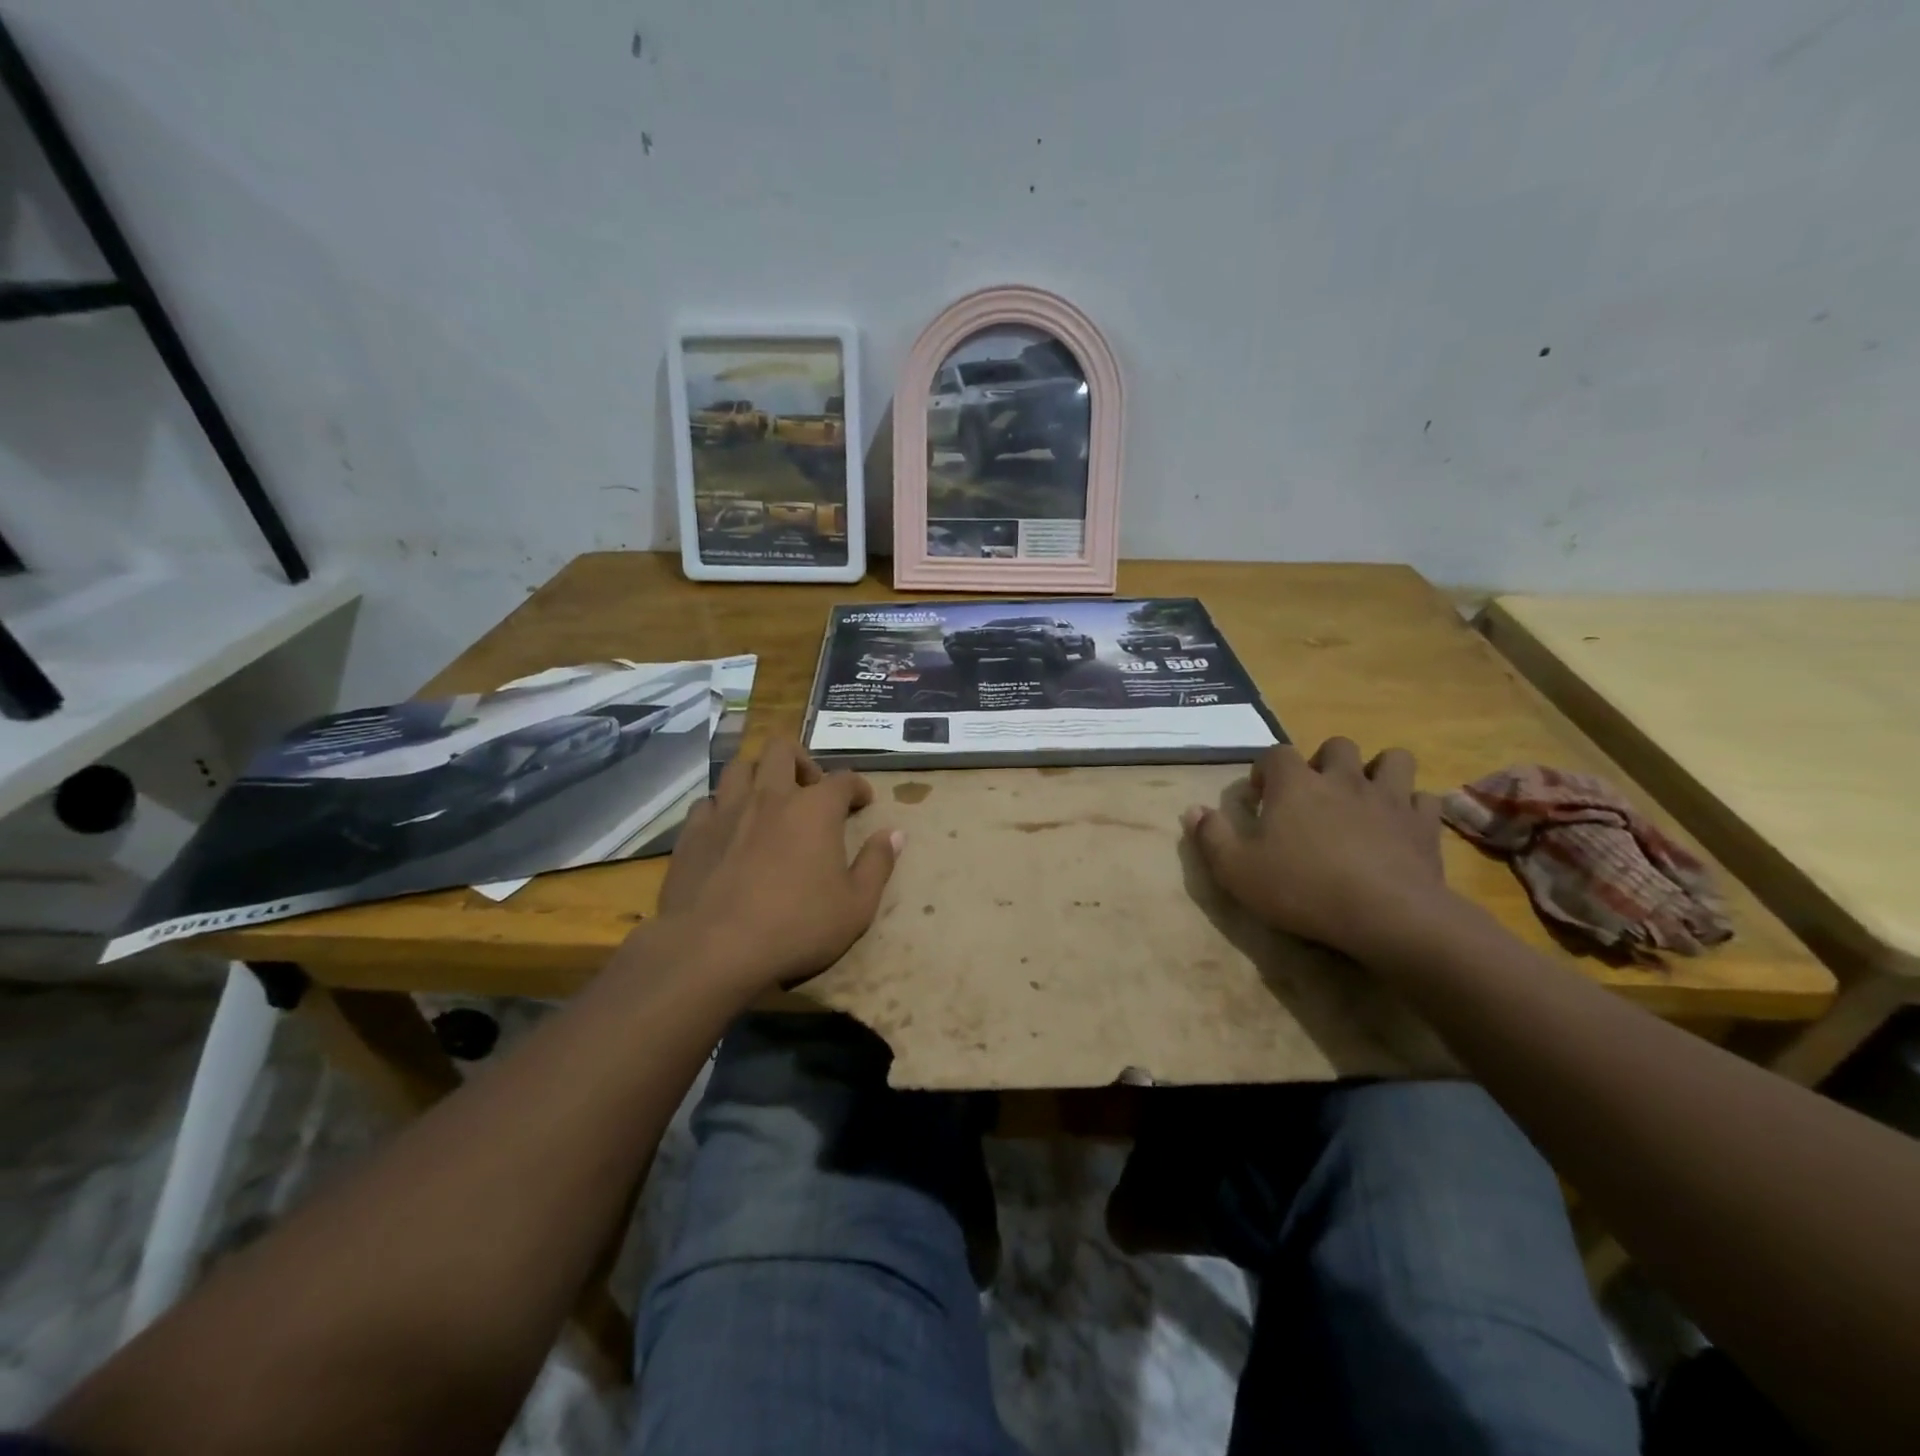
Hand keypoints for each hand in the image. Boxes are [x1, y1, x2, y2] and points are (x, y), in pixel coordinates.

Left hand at [652, 738, 901, 994]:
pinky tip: (728, 829)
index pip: (843, 779)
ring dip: (758, 775)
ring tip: (767, 800)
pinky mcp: (692, 833)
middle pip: (783, 750)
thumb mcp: (856, 906)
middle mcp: (770, 796)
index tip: (862, 801)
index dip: (856, 787)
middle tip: (810, 789)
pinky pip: (707, 802)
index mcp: (815, 809)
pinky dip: (722, 807)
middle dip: (802, 761)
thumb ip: (877, 864)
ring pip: (740, 767)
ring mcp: (726, 811)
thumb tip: (895, 834)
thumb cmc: (796, 927)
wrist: (712, 949)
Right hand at [1181, 738, 1455, 959]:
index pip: (1275, 753)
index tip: (1261, 798)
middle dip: (1324, 762)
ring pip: (1392, 760)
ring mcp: (1388, 798)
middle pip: (1337, 746)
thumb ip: (1211, 836)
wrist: (1386, 916)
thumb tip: (1192, 810)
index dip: (1265, 770)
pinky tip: (1401, 827)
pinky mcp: (1423, 824)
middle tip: (1315, 795)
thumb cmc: (1302, 888)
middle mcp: (1342, 779)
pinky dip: (1412, 808)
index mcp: (1294, 784)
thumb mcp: (1236, 870)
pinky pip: (1424, 799)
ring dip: (1378, 772)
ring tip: (1364, 799)